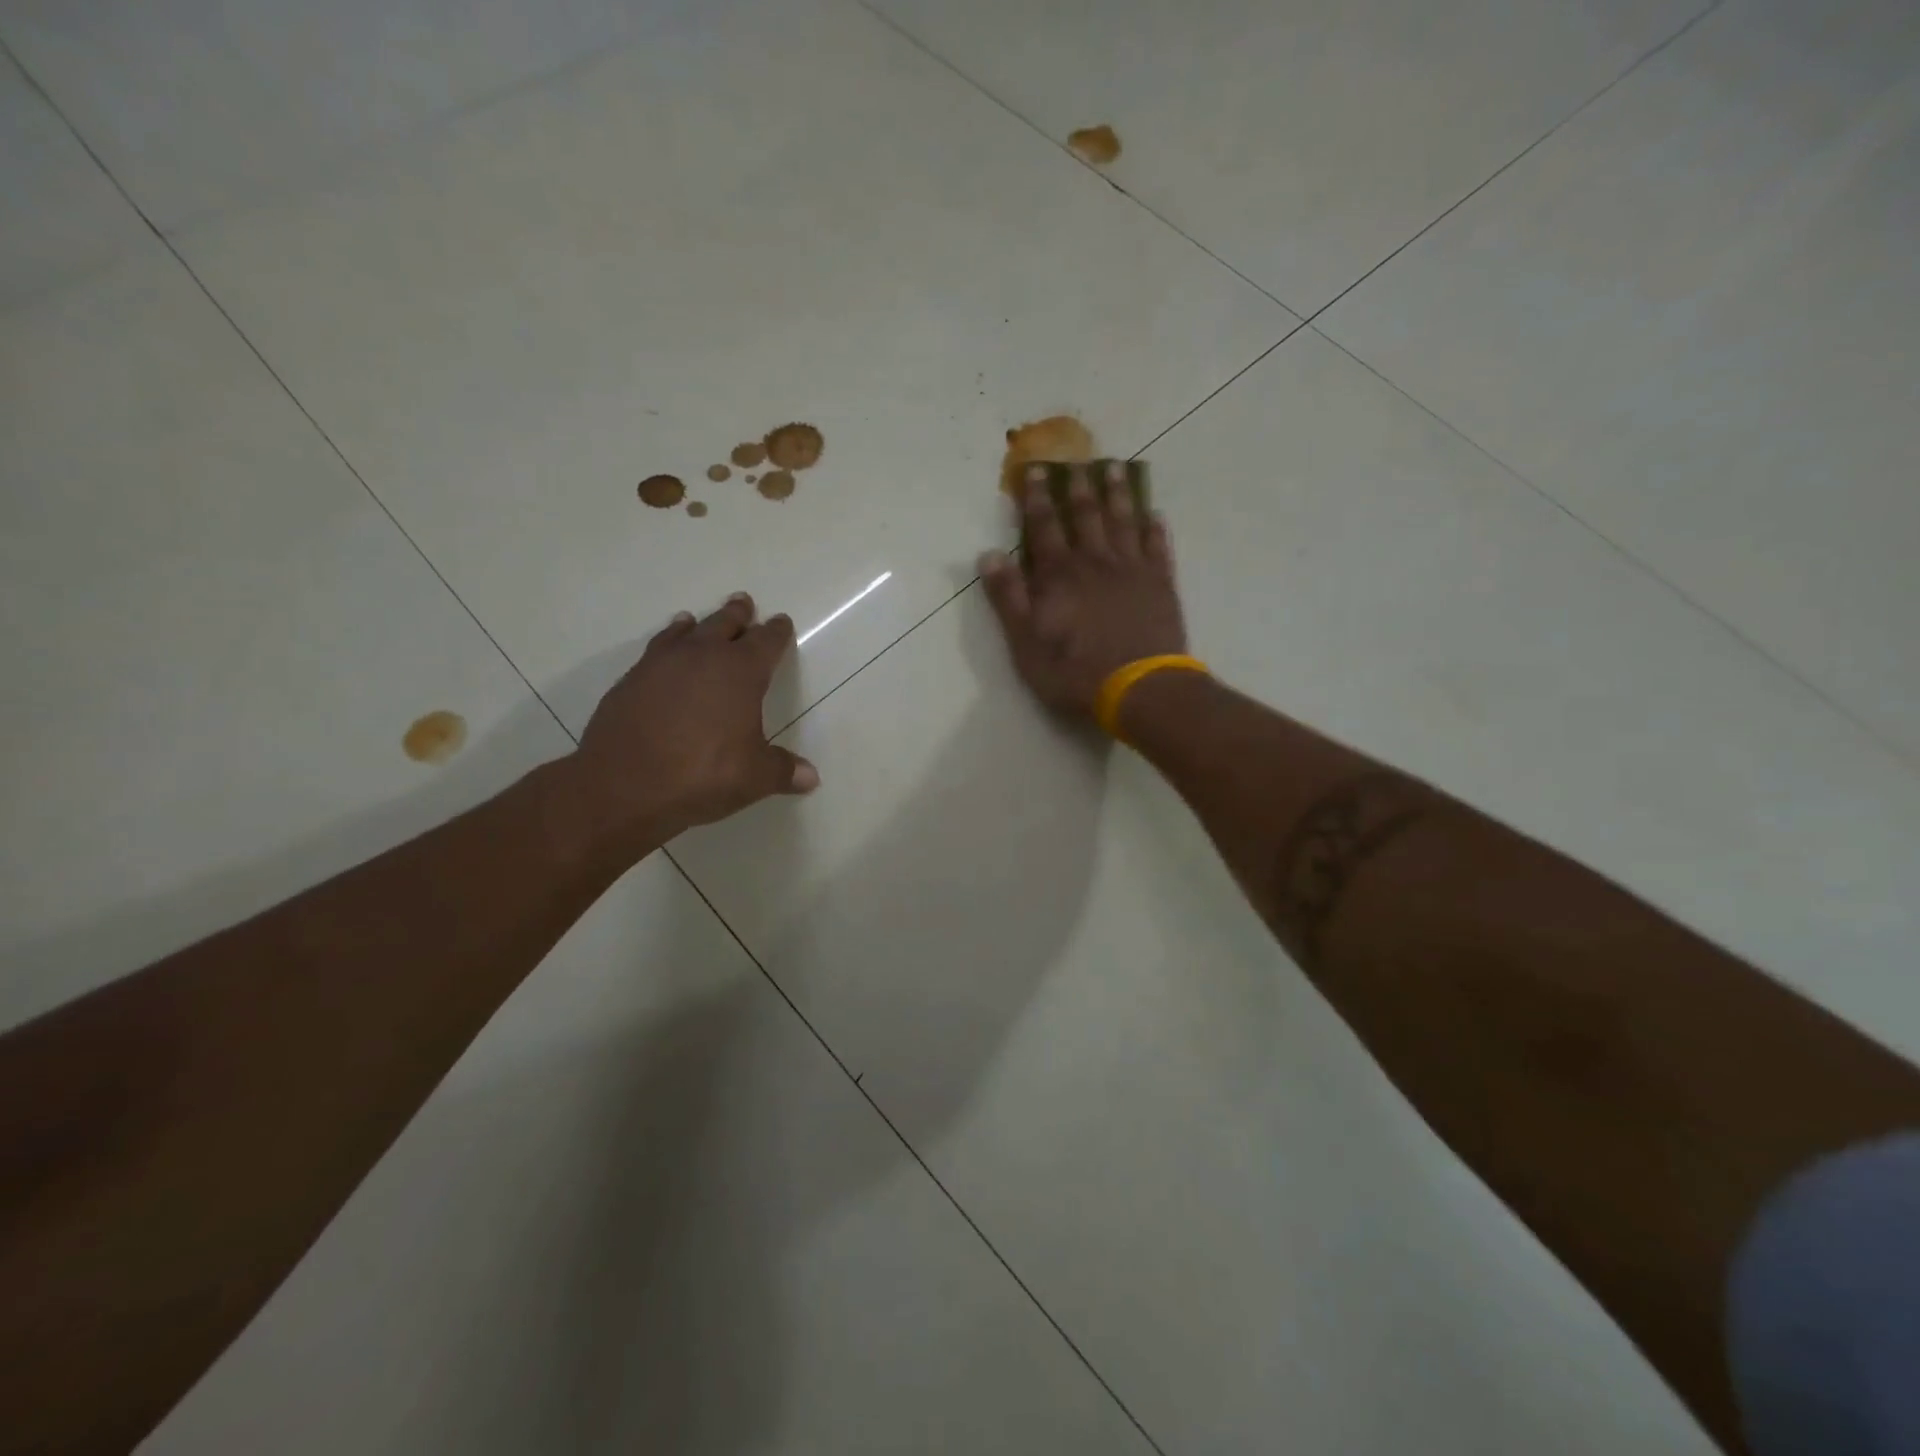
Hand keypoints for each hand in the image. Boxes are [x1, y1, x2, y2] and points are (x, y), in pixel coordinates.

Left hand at [565, 592, 817, 851]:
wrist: (623, 785)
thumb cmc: (702, 774)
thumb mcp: (753, 777)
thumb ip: (782, 771)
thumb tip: (810, 777)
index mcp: (740, 672)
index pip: (766, 642)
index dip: (776, 632)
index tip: (781, 622)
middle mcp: (702, 657)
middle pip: (724, 625)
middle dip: (737, 615)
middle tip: (743, 602)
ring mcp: (661, 665)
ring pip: (685, 633)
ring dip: (696, 626)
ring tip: (695, 620)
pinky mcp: (631, 681)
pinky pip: (656, 652)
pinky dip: (666, 646)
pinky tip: (664, 656)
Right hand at [979, 461, 1187, 719]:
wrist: (1139, 689)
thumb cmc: (1074, 671)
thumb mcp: (1025, 642)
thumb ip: (1008, 597)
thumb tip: (988, 554)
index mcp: (1059, 574)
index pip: (1044, 526)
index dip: (1038, 498)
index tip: (1037, 470)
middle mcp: (1095, 562)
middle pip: (1085, 515)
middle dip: (1078, 487)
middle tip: (1077, 461)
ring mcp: (1132, 570)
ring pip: (1123, 522)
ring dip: (1118, 494)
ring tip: (1115, 469)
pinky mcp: (1161, 585)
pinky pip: (1158, 548)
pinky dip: (1155, 529)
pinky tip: (1155, 515)